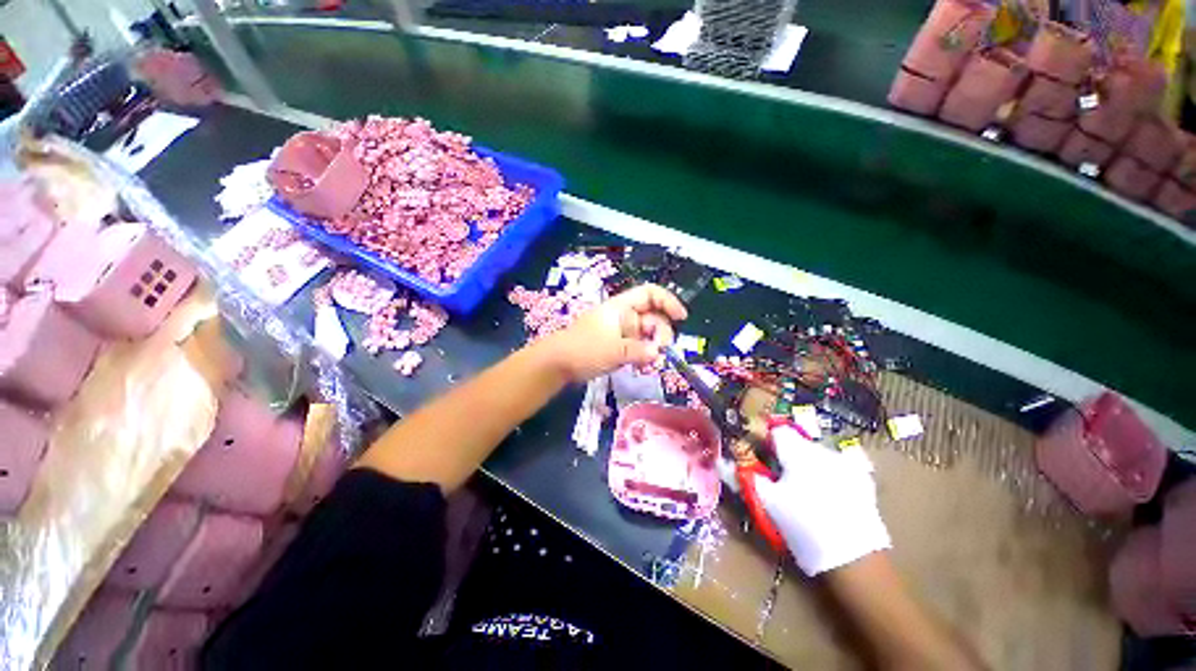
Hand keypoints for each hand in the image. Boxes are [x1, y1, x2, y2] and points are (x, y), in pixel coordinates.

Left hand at [540, 283, 687, 382]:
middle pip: (653, 317)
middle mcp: (623, 317)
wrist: (557, 363)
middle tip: (660, 352)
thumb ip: (638, 351)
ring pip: (647, 335)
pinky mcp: (617, 346)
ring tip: (649, 364)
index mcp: (621, 307)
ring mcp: (621, 332)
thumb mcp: (613, 350)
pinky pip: (638, 348)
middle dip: (661, 333)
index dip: (668, 301)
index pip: (649, 294)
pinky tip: (640, 367)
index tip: (681, 318)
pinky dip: (643, 356)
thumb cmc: (583, 349)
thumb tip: (658, 354)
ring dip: (652, 348)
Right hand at [755, 427, 890, 575]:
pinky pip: (839, 466)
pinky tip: (829, 493)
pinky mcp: (863, 479)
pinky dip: (830, 473)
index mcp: (797, 451)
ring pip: (817, 453)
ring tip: (805, 489)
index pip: (776, 431)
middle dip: (787, 455)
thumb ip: (747, 477)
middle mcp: (822, 449)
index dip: (766, 442)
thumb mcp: (768, 503)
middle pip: (797, 441)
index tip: (761, 458)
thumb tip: (724, 462)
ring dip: (808, 463)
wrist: (854, 560)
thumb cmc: (802, 527)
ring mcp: (846, 463)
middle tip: (780, 478)